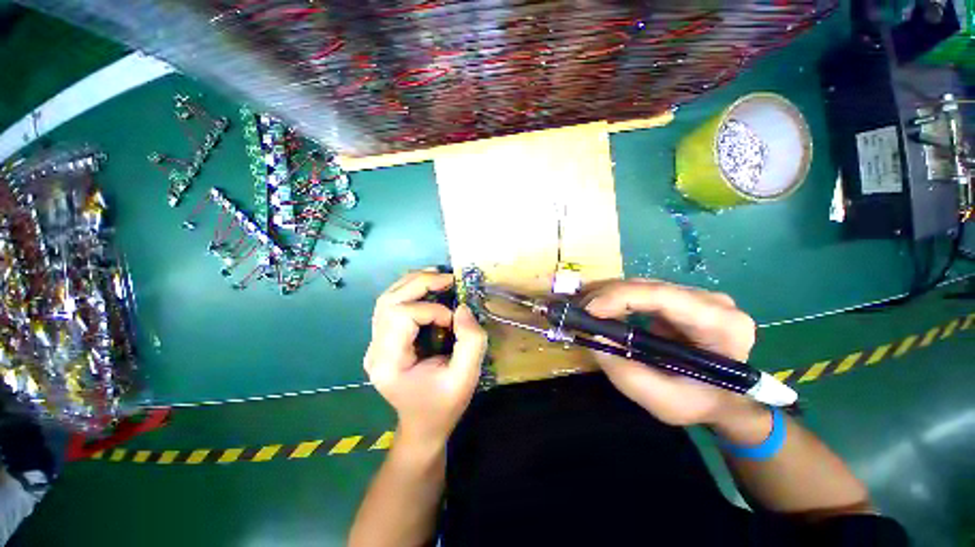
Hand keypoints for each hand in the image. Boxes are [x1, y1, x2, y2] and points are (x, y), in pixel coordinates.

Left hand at [364, 271, 487, 447]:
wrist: (423, 426)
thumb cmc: (444, 406)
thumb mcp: (466, 378)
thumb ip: (470, 341)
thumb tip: (462, 307)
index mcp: (389, 363)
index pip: (400, 316)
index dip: (431, 310)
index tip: (453, 322)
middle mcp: (375, 349)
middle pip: (389, 300)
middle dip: (421, 283)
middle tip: (448, 278)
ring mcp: (376, 343)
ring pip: (387, 298)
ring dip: (414, 283)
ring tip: (440, 278)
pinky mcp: (384, 339)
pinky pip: (393, 306)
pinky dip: (411, 292)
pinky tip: (430, 289)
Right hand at [583, 279, 757, 426]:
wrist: (725, 399)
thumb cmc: (700, 403)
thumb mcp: (663, 401)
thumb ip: (626, 373)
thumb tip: (594, 335)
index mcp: (721, 325)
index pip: (664, 297)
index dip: (620, 297)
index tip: (588, 310)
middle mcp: (712, 301)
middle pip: (649, 287)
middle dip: (607, 295)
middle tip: (576, 310)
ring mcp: (695, 296)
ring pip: (641, 286)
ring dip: (607, 294)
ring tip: (582, 307)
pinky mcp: (679, 298)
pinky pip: (641, 292)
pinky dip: (615, 298)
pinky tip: (598, 306)